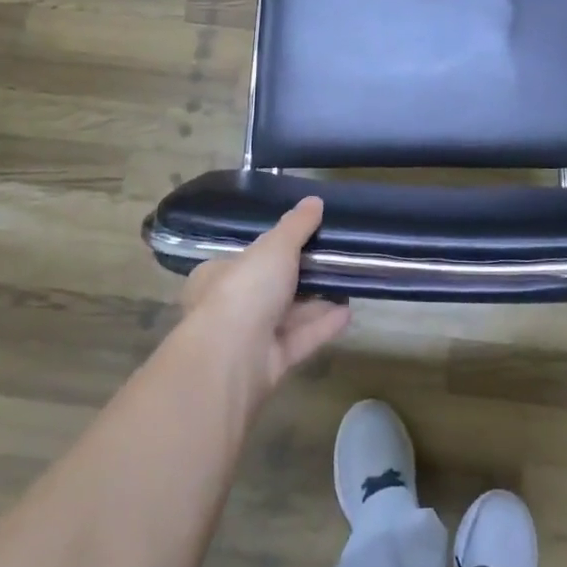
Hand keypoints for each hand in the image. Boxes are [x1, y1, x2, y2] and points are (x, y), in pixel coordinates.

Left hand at [180, 197, 350, 390]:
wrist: (232, 358)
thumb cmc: (244, 288)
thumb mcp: (274, 246)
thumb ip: (296, 225)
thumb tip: (314, 201)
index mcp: (217, 276)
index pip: (245, 259)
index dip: (272, 250)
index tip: (303, 242)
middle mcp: (229, 308)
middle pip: (270, 289)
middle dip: (300, 278)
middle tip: (332, 261)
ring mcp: (249, 340)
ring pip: (287, 316)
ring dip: (316, 302)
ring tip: (348, 285)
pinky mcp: (270, 365)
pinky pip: (300, 340)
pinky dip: (322, 325)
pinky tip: (348, 312)